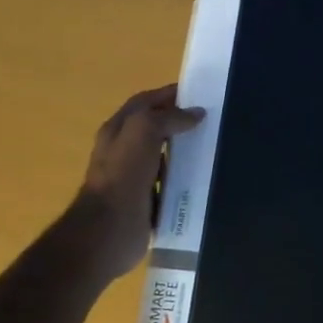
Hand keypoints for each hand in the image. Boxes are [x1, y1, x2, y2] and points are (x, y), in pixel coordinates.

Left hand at [66, 84, 202, 283]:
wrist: (109, 229)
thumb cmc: (123, 173)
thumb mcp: (144, 131)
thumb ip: (169, 117)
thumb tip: (196, 113)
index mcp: (117, 129)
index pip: (145, 102)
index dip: (168, 94)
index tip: (199, 93)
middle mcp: (123, 150)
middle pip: (155, 128)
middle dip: (179, 122)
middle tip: (212, 121)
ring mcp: (134, 177)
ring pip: (164, 155)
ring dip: (184, 150)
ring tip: (213, 146)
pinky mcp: (146, 201)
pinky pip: (169, 183)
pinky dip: (185, 178)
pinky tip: (204, 177)